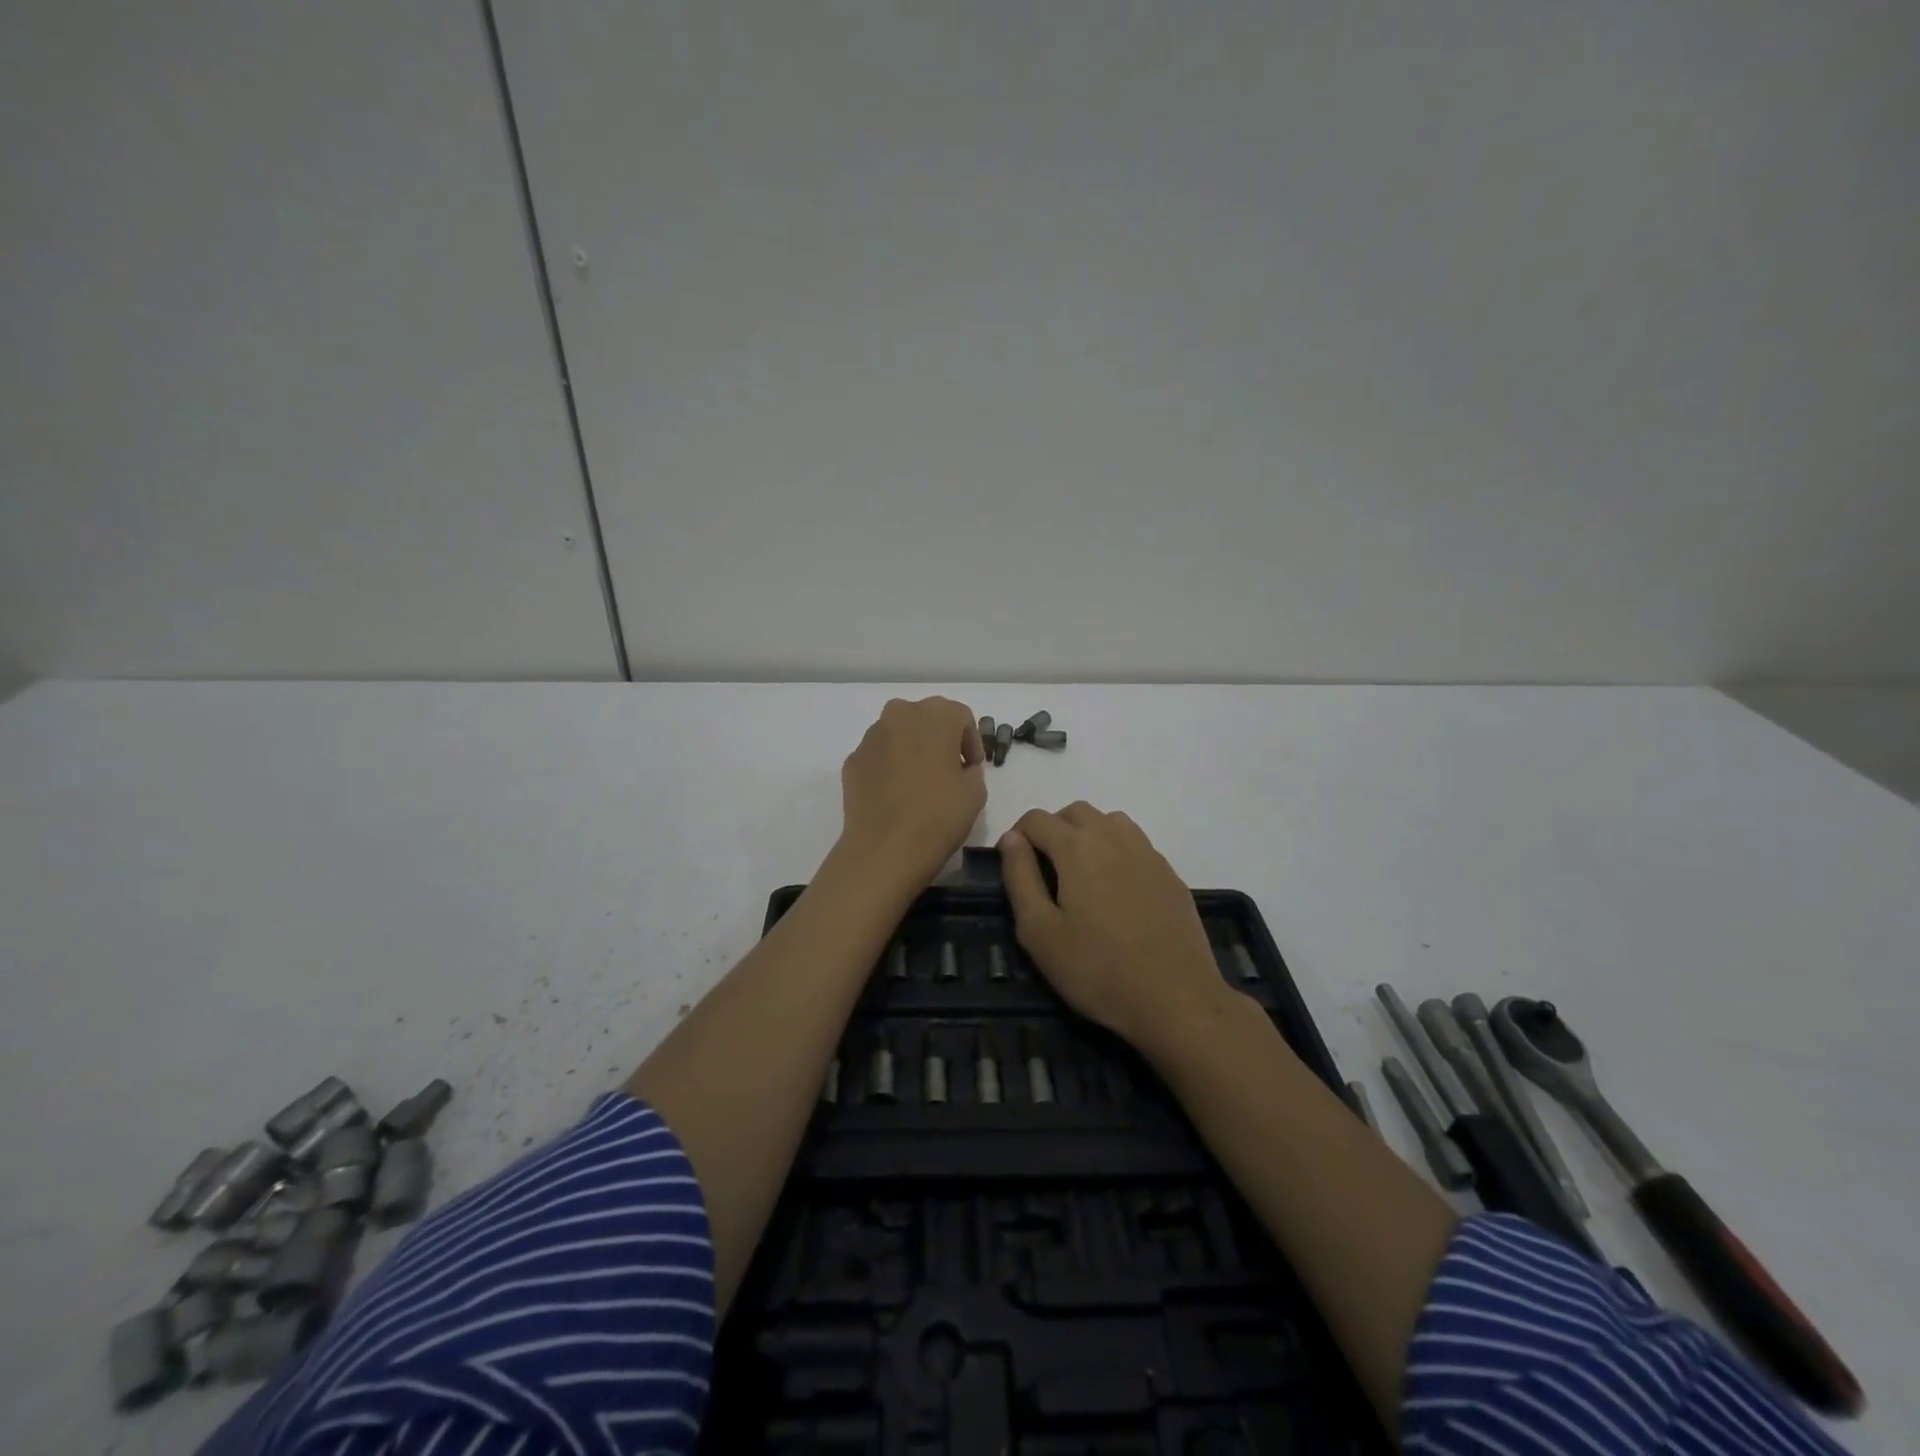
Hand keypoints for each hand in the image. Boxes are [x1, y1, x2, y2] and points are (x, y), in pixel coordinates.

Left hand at [839, 697, 986, 887]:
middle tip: (949, 769)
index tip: (973, 767)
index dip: (971, 742)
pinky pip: (879, 756)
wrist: (885, 849)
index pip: (961, 717)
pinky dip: (890, 766)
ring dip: (912, 749)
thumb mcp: (976, 793)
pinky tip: (896, 794)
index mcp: (935, 715)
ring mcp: (871, 737)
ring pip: (899, 734)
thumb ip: (972, 770)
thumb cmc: (939, 815)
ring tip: (920, 782)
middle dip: (940, 738)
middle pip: (926, 718)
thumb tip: (960, 769)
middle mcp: (900, 715)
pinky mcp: (852, 760)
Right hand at [999, 802, 1231, 1054]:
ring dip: (1088, 835)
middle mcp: (1114, 837)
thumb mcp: (1039, 931)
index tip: (1013, 866)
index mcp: (1077, 846)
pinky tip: (1116, 892)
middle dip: (1052, 830)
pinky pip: (1135, 845)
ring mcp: (1148, 853)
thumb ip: (1020, 877)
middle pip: (1075, 812)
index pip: (1037, 818)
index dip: (1017, 835)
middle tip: (1044, 870)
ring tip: (1080, 875)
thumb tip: (1012, 838)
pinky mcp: (1170, 874)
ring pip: (1109, 821)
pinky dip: (1116, 852)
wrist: (1177, 1000)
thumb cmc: (1097, 969)